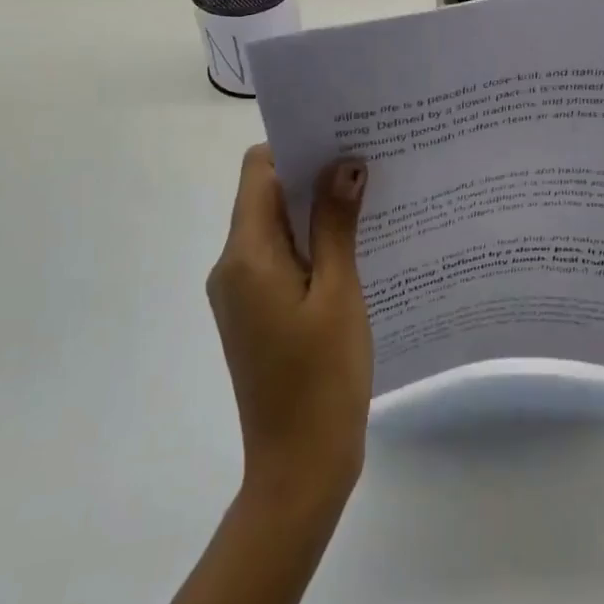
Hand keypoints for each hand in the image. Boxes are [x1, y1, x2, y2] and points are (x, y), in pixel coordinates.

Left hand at [207, 145, 371, 518]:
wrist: (299, 466)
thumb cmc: (322, 377)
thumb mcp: (339, 293)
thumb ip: (336, 225)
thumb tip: (344, 163)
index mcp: (246, 256)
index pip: (259, 171)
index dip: (297, 147)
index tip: (344, 137)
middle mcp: (232, 267)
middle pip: (265, 196)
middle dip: (313, 174)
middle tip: (370, 161)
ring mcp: (241, 293)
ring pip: (276, 228)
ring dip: (316, 210)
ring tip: (372, 197)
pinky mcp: (256, 313)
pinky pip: (281, 259)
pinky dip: (313, 243)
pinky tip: (357, 246)